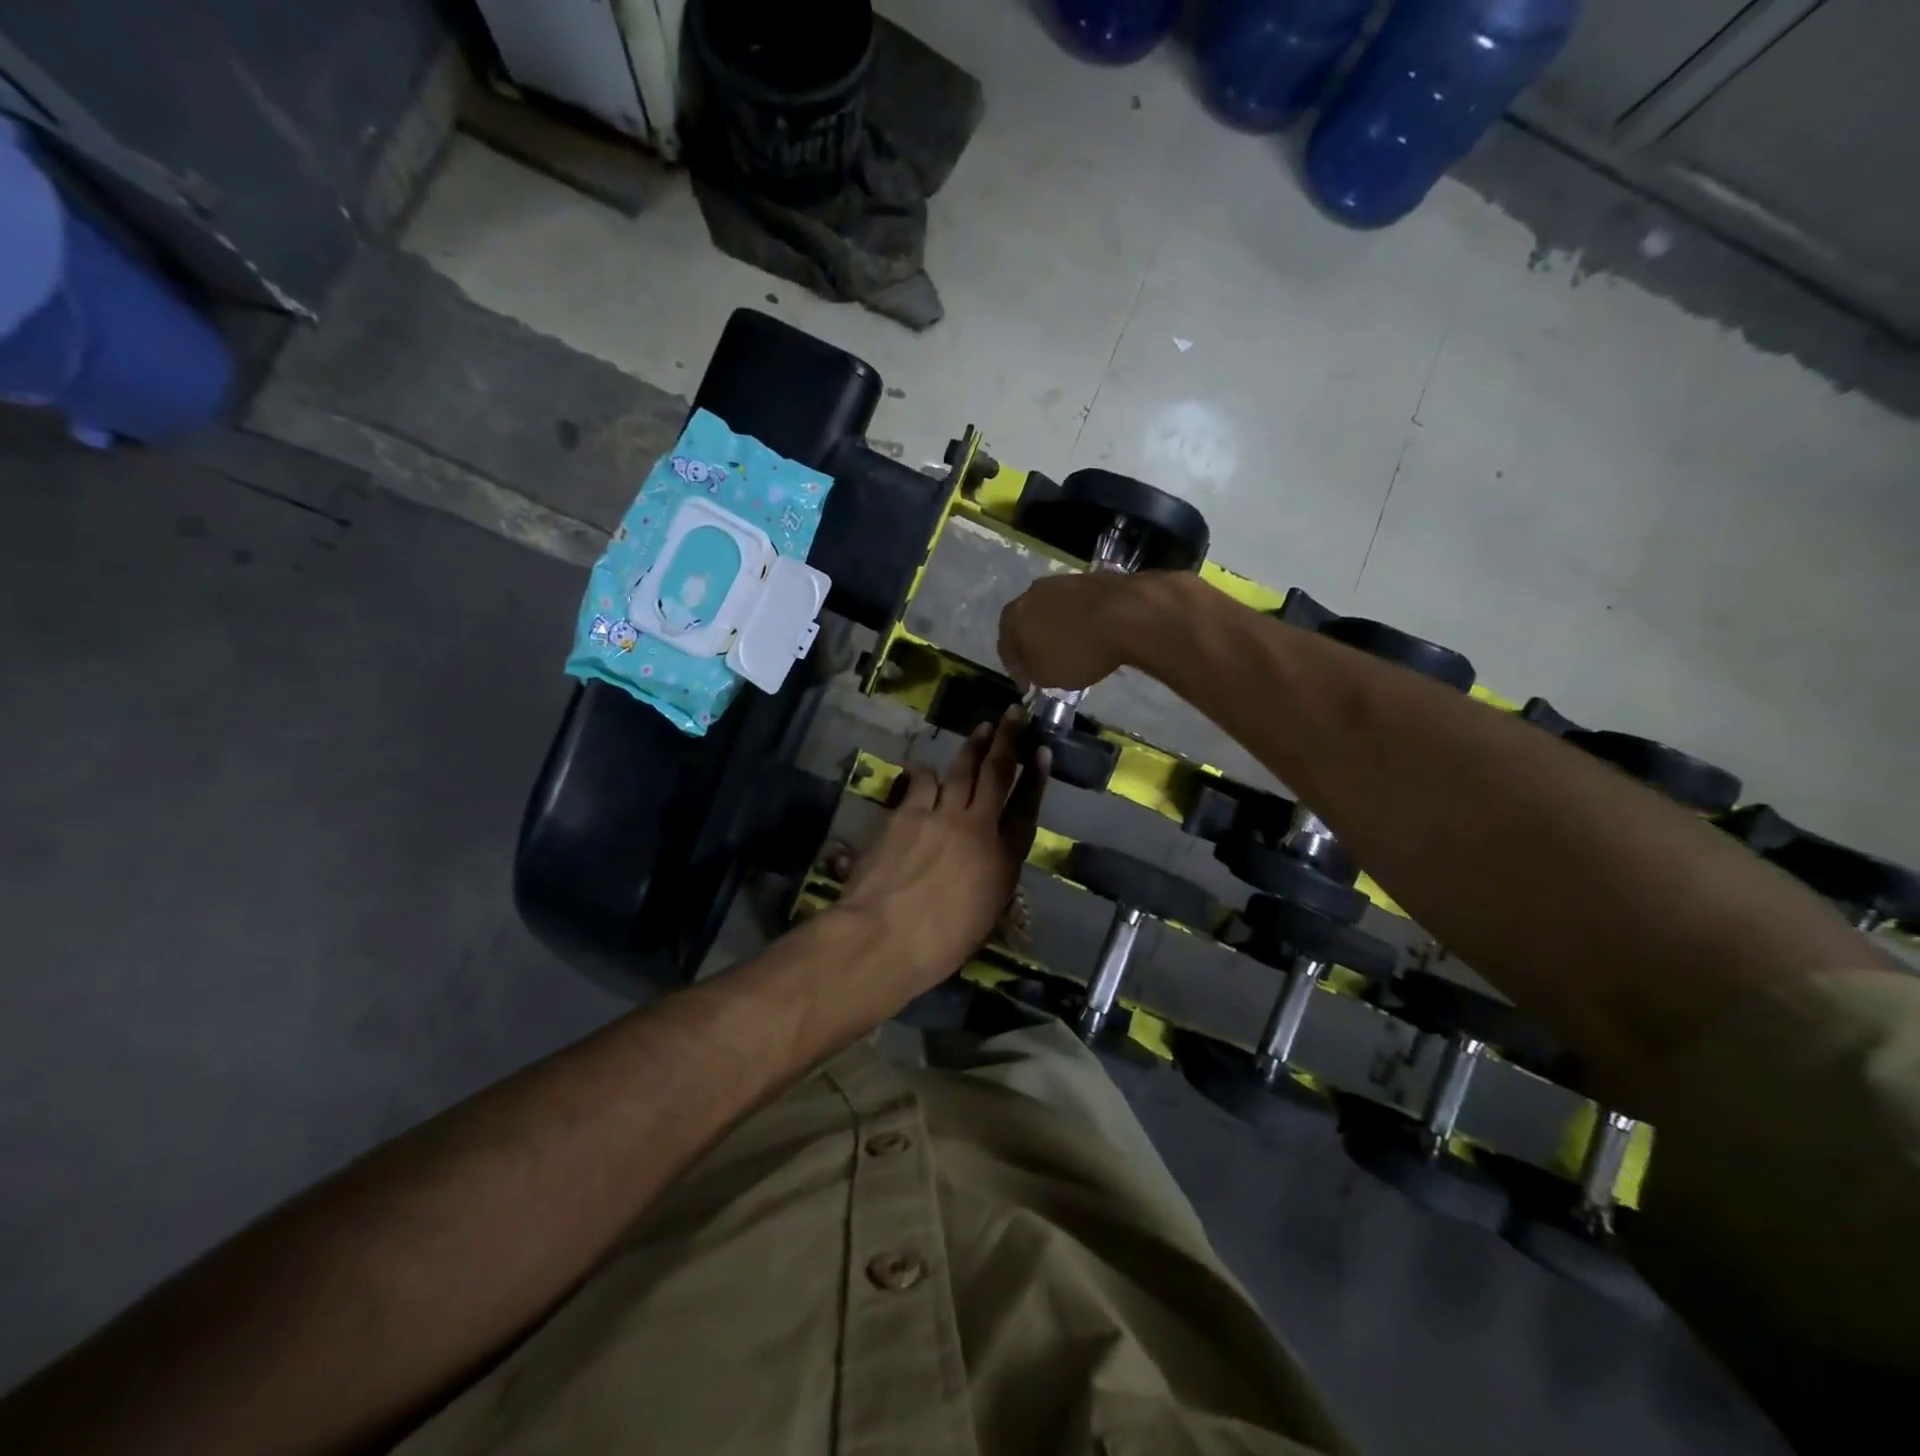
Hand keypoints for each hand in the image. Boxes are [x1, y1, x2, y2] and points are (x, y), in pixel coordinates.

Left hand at [834, 710, 1048, 995]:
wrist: (885, 936)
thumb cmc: (938, 945)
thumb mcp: (982, 917)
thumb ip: (990, 880)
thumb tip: (987, 863)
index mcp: (1003, 860)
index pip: (1027, 810)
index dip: (1036, 779)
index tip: (1043, 752)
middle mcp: (978, 828)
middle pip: (997, 775)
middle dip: (1009, 741)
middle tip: (1015, 715)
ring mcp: (941, 816)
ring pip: (961, 771)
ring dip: (973, 748)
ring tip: (982, 729)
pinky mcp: (907, 814)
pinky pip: (921, 784)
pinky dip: (925, 775)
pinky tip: (925, 768)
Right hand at [998, 571, 1151, 690]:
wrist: (1125, 615)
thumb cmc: (1078, 651)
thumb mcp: (1047, 676)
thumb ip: (1032, 672)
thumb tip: (1033, 667)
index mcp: (1013, 616)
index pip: (1005, 647)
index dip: (1015, 670)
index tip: (1027, 685)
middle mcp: (1032, 593)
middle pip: (1026, 623)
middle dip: (1033, 643)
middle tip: (1044, 663)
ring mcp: (1062, 581)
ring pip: (1052, 611)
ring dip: (1056, 628)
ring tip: (1070, 647)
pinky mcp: (1090, 578)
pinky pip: (1076, 605)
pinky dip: (1078, 619)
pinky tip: (1090, 633)